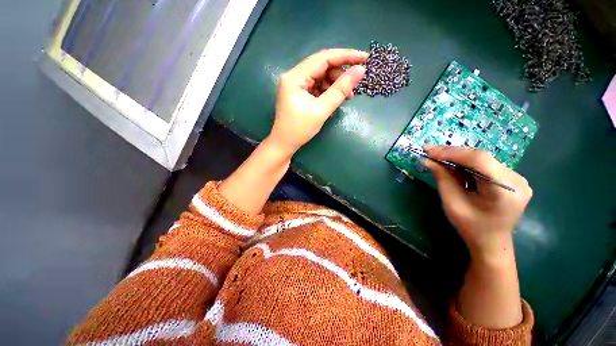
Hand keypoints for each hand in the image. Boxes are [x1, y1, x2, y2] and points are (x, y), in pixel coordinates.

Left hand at [267, 49, 367, 153]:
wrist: (284, 144)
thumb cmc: (300, 130)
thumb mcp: (321, 110)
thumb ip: (340, 89)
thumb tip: (360, 70)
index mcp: (295, 77)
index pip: (323, 58)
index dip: (346, 56)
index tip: (365, 58)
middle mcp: (293, 76)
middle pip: (321, 66)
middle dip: (340, 74)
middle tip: (353, 87)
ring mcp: (295, 84)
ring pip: (320, 76)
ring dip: (335, 83)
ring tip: (346, 96)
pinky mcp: (298, 93)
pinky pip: (316, 85)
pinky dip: (328, 90)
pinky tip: (335, 98)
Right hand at [422, 146, 532, 259]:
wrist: (491, 242)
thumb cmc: (470, 226)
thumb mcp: (452, 203)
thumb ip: (442, 178)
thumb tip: (427, 160)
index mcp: (505, 190)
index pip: (479, 160)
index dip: (452, 152)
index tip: (429, 150)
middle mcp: (516, 180)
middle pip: (481, 157)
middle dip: (452, 154)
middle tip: (429, 151)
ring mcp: (517, 178)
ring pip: (482, 159)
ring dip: (458, 157)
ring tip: (437, 158)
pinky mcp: (511, 178)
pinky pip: (485, 165)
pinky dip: (466, 164)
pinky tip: (453, 166)